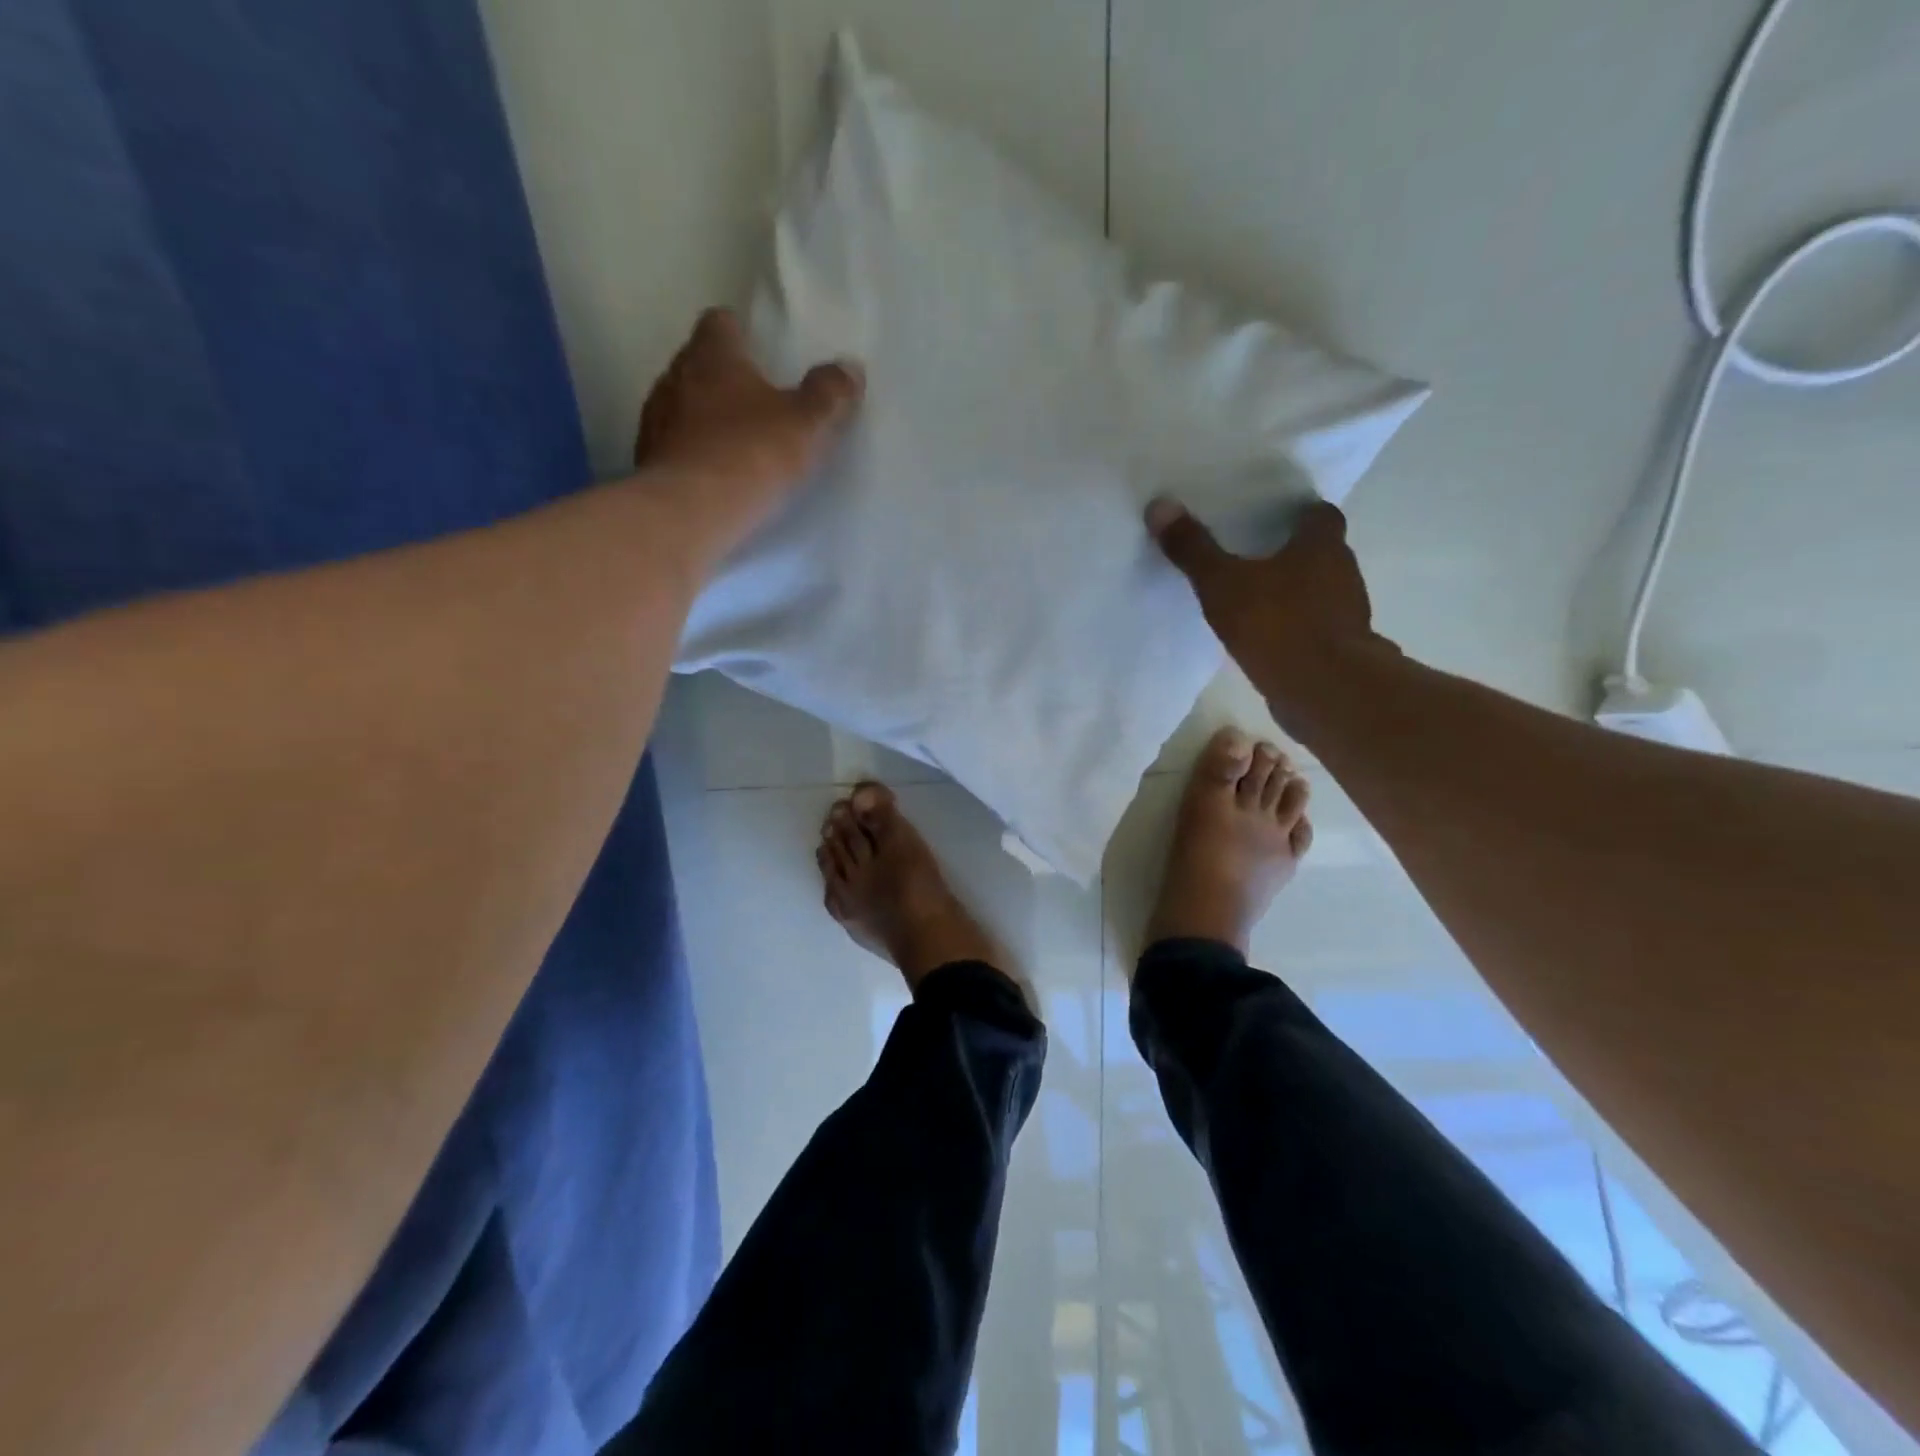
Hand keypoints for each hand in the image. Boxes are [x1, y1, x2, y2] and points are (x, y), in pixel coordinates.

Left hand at [635, 307, 863, 546]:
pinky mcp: (647, 461)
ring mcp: (654, 420)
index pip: (720, 322)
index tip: (762, 353)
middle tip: (757, 403)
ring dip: (704, 419)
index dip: (741, 333)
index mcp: (712, 355)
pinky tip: (714, 477)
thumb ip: (829, 394)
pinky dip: (692, 454)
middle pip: (699, 364)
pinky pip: (674, 447)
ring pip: (682, 406)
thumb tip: (849, 368)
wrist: (690, 513)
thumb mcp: (807, 425)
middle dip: (725, 379)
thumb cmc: (751, 455)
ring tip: (736, 444)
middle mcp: (674, 377)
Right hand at [1147, 497, 1383, 725]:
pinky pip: (1315, 626)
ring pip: (1320, 590)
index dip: (1297, 513)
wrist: (1324, 689)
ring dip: (1295, 591)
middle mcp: (1343, 571)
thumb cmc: (1276, 623)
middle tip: (1252, 554)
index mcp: (1322, 545)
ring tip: (1255, 597)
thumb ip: (1193, 549)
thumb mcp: (1222, 583)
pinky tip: (1266, 637)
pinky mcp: (1340, 648)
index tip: (1270, 518)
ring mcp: (1346, 613)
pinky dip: (1295, 625)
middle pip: (1321, 551)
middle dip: (1292, 552)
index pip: (1319, 514)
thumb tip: (1160, 505)